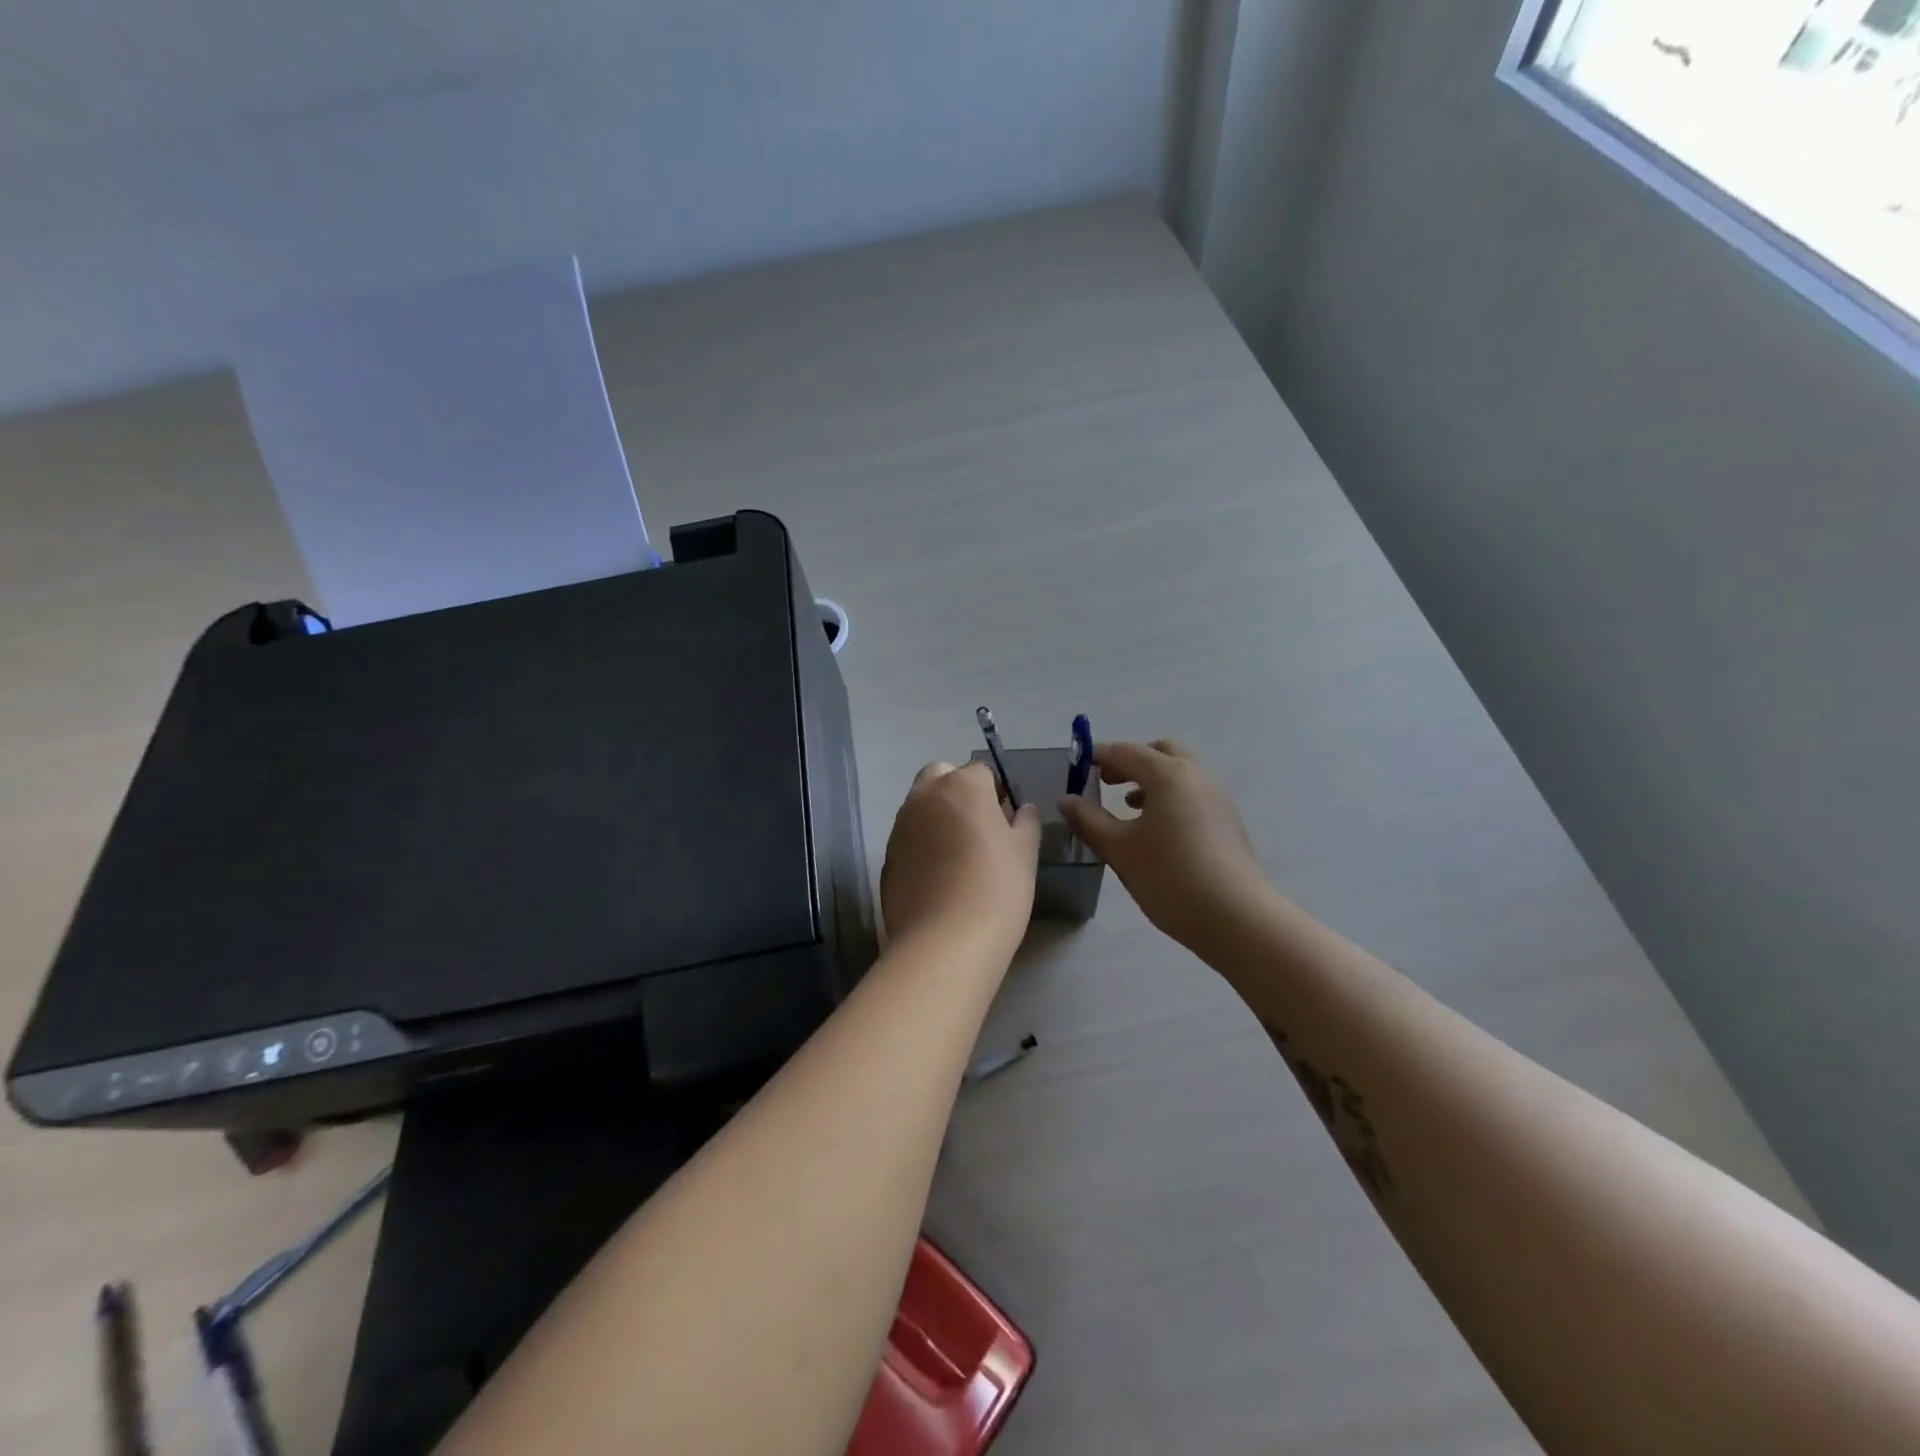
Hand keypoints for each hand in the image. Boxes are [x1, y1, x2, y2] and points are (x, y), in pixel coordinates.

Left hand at [881, 761, 1040, 951]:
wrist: (945, 941)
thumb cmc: (997, 888)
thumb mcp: (1025, 852)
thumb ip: (1025, 822)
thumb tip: (1021, 810)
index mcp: (961, 785)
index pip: (980, 771)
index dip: (995, 792)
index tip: (1006, 819)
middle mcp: (924, 797)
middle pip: (940, 777)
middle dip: (957, 791)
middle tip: (978, 827)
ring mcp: (899, 827)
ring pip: (920, 807)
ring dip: (937, 818)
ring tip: (959, 857)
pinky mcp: (886, 859)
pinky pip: (908, 840)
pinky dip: (921, 847)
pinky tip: (938, 880)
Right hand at [1059, 740, 1271, 952]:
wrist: (1236, 917)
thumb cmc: (1170, 877)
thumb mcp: (1119, 850)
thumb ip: (1089, 820)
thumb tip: (1066, 800)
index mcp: (1167, 774)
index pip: (1125, 751)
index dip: (1098, 756)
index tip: (1077, 768)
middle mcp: (1195, 775)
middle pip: (1160, 752)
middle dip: (1130, 761)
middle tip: (1105, 782)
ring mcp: (1216, 796)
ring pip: (1179, 772)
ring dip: (1151, 779)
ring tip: (1126, 805)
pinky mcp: (1227, 819)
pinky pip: (1192, 792)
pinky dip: (1169, 796)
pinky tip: (1155, 828)